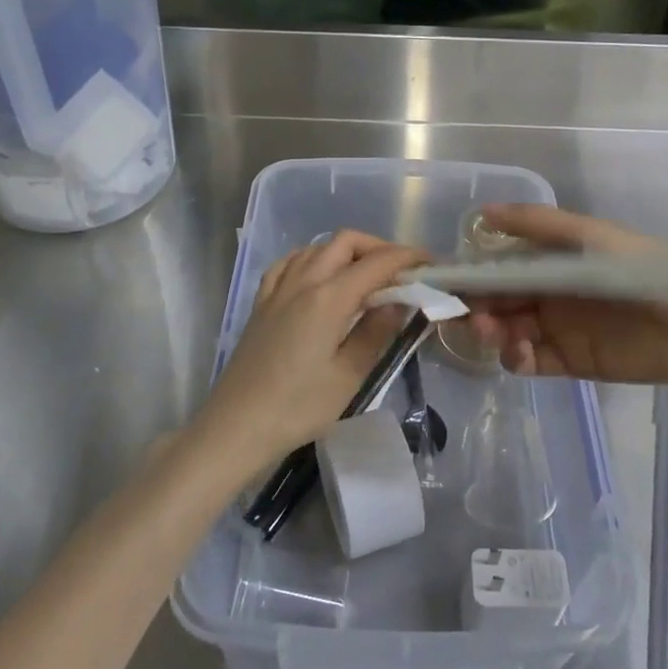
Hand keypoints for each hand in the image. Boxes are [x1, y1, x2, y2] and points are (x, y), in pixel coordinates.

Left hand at [194, 230, 427, 477]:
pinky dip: (314, 258)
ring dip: (348, 251)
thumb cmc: (298, 407)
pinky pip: (291, 262)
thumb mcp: (349, 375)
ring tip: (368, 277)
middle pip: (346, 242)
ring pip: (318, 247)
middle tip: (402, 272)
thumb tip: (400, 300)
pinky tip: (321, 277)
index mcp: (328, 298)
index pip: (376, 263)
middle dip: (379, 248)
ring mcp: (278, 289)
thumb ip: (377, 332)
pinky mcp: (262, 302)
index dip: (407, 258)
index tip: (431, 264)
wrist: (236, 426)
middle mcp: (302, 282)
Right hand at [464, 204, 667, 389]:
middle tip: (468, 315)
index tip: (443, 284)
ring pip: (508, 332)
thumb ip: (536, 225)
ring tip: (497, 333)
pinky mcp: (571, 362)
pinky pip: (531, 362)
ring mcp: (557, 329)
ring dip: (493, 333)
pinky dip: (516, 359)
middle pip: (497, 302)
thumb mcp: (588, 236)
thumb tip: (482, 212)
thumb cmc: (639, 269)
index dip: (470, 275)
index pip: (497, 268)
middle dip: (476, 307)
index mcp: (548, 261)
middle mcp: (547, 294)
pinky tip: (520, 353)